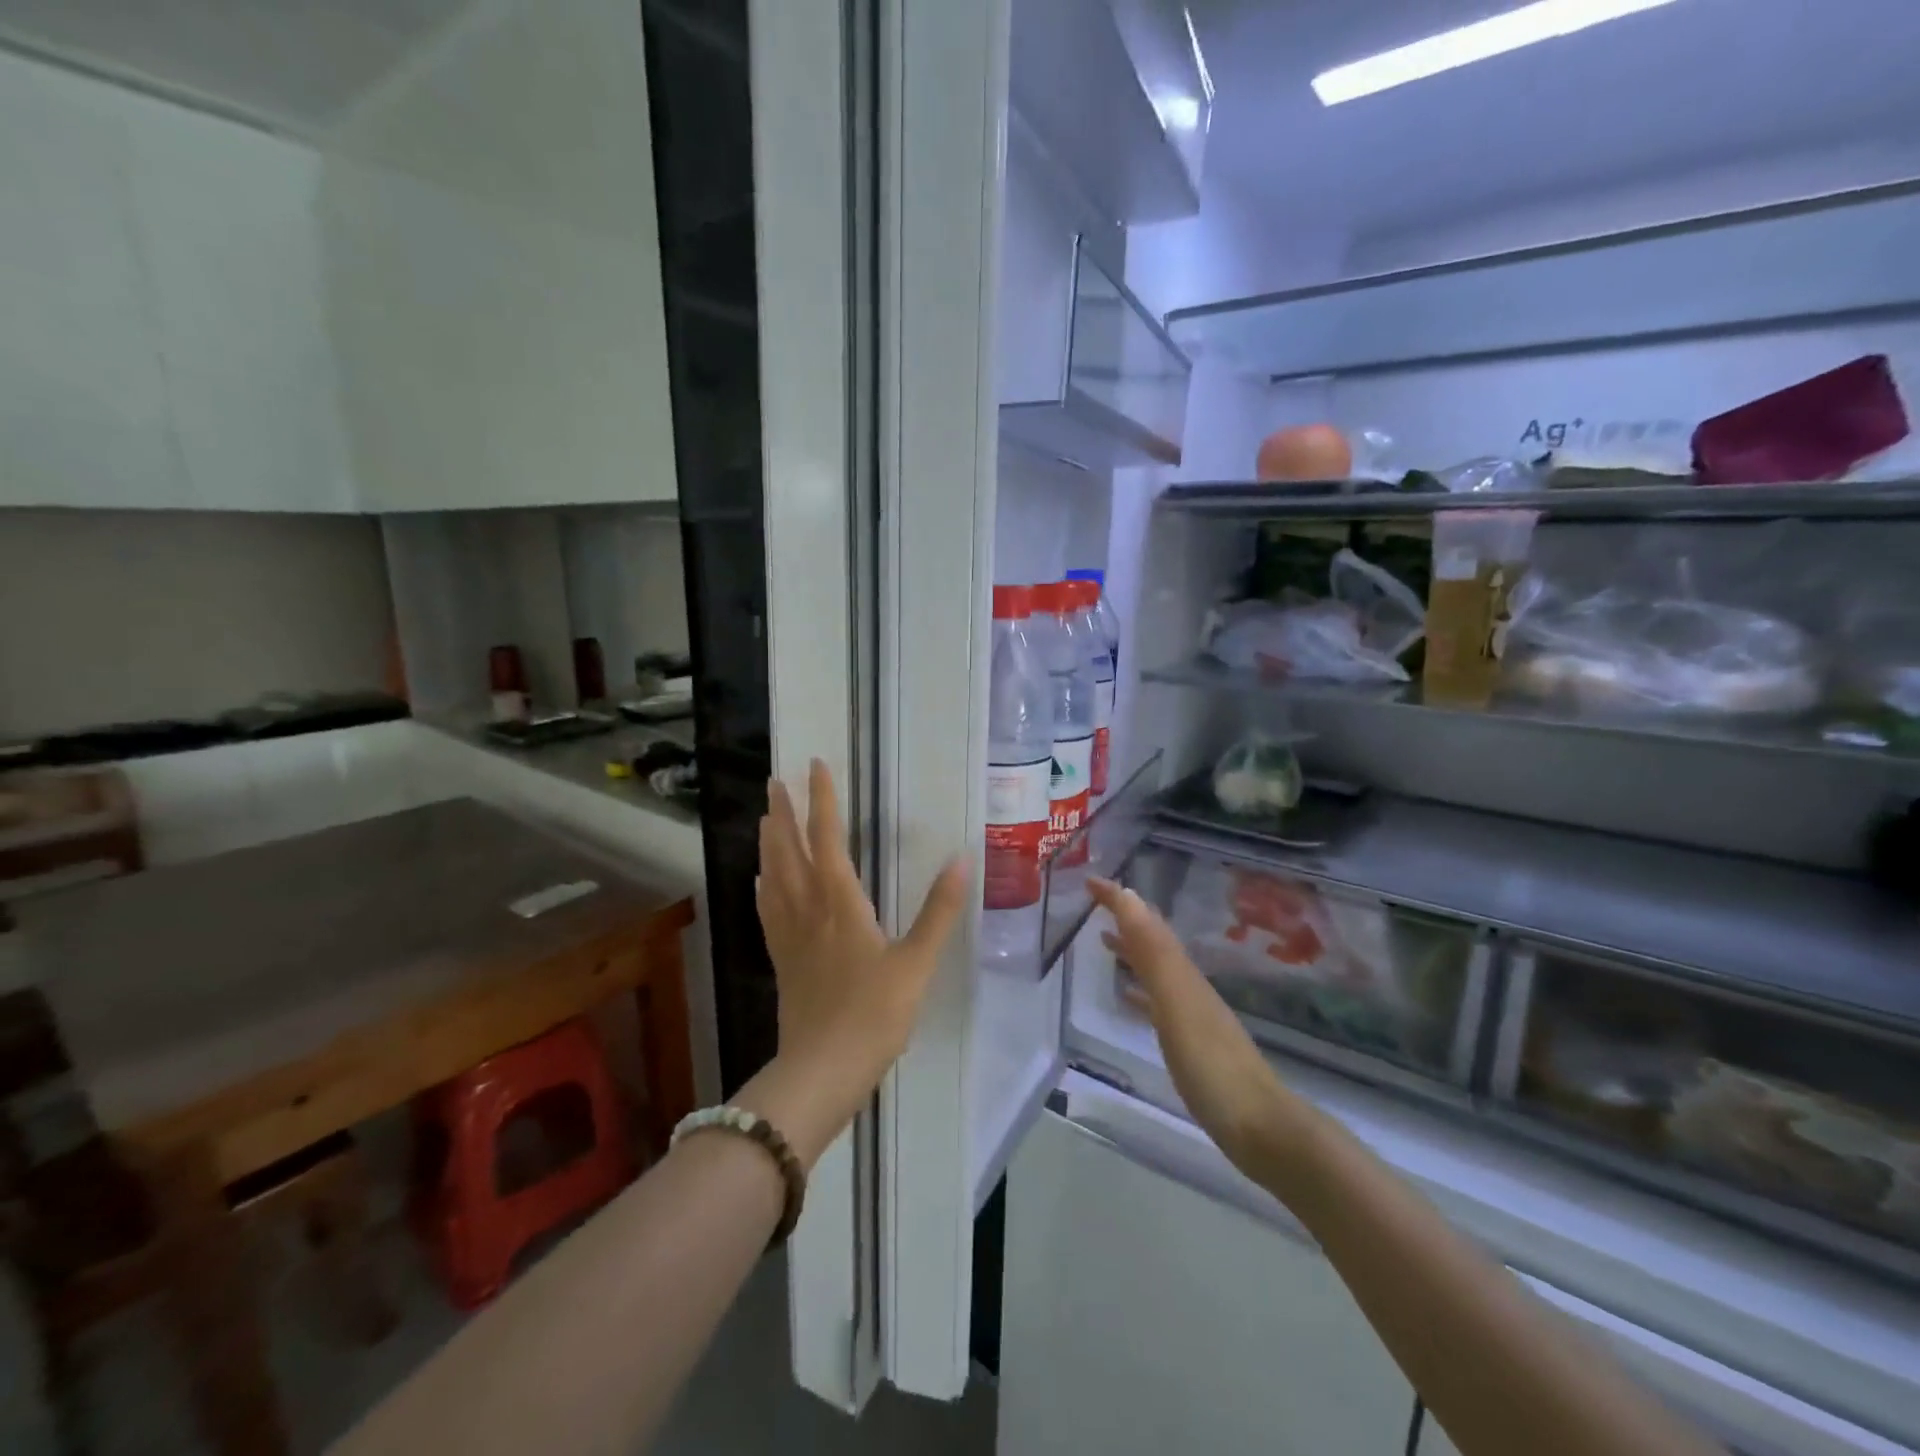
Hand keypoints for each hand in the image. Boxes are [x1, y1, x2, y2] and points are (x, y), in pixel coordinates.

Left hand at [742, 759, 967, 1167]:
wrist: (822, 1070)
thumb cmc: (874, 1014)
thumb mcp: (916, 962)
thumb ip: (939, 911)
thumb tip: (962, 860)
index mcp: (840, 903)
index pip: (827, 838)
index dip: (821, 800)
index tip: (814, 766)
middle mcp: (809, 910)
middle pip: (789, 851)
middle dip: (783, 813)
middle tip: (775, 782)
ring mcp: (790, 936)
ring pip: (773, 877)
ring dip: (769, 843)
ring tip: (766, 818)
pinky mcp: (783, 960)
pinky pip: (768, 911)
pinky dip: (764, 887)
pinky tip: (761, 882)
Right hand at [1088, 877, 1308, 1175]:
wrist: (1260, 1127)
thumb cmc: (1211, 1064)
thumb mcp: (1176, 1001)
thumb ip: (1153, 951)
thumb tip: (1129, 895)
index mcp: (1182, 973)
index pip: (1146, 923)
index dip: (1119, 900)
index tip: (1089, 879)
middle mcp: (1187, 986)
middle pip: (1152, 941)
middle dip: (1125, 918)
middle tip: (1092, 905)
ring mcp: (1191, 1015)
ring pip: (1155, 969)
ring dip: (1131, 950)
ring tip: (1103, 942)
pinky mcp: (1191, 1044)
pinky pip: (1157, 1002)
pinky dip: (1139, 990)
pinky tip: (1128, 998)